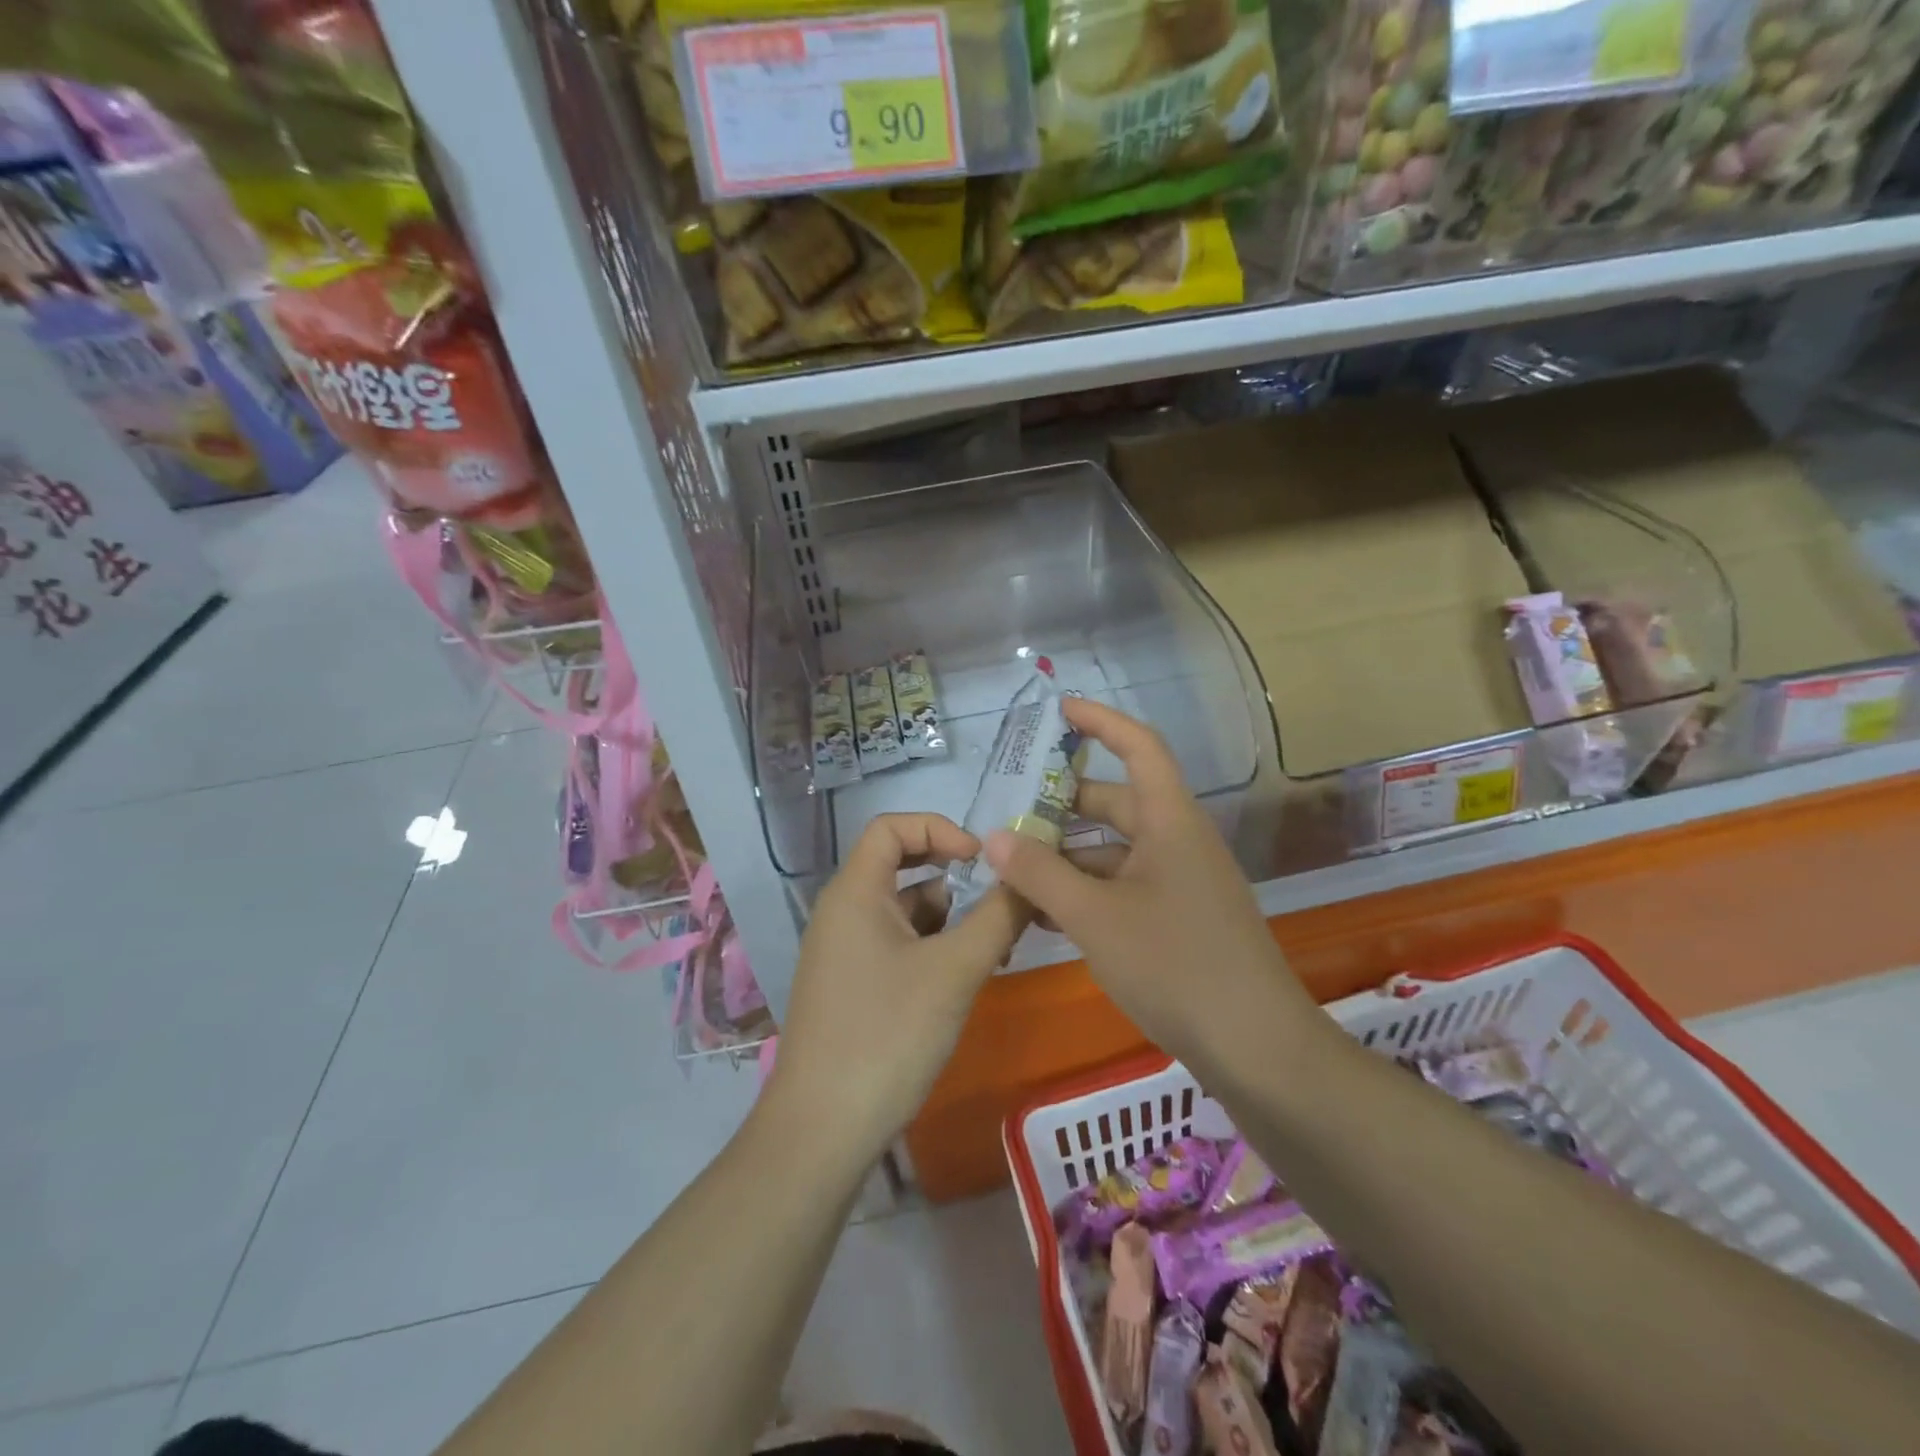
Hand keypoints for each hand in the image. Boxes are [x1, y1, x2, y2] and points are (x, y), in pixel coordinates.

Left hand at [764, 814, 1027, 1163]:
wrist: (822, 1130)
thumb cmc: (887, 1035)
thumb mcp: (954, 971)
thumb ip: (998, 917)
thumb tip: (1030, 879)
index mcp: (854, 892)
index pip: (892, 827)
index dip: (939, 828)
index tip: (981, 860)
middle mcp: (844, 912)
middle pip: (902, 868)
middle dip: (955, 880)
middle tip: (1001, 904)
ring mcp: (845, 952)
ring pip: (906, 913)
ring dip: (951, 921)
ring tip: (997, 950)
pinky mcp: (853, 987)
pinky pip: (899, 947)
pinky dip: (935, 951)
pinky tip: (966, 979)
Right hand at [984, 699, 1317, 1066]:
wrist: (1256, 1048)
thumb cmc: (1175, 965)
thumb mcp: (1094, 916)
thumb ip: (1039, 873)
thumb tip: (993, 835)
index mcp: (1170, 821)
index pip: (1139, 747)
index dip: (1101, 721)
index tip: (1058, 711)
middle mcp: (1178, 841)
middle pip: (1116, 802)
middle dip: (1063, 806)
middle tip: (1007, 814)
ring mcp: (1181, 882)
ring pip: (1115, 851)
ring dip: (1068, 857)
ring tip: (1013, 871)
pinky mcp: (1179, 919)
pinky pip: (1124, 887)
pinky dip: (1087, 892)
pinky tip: (1046, 915)